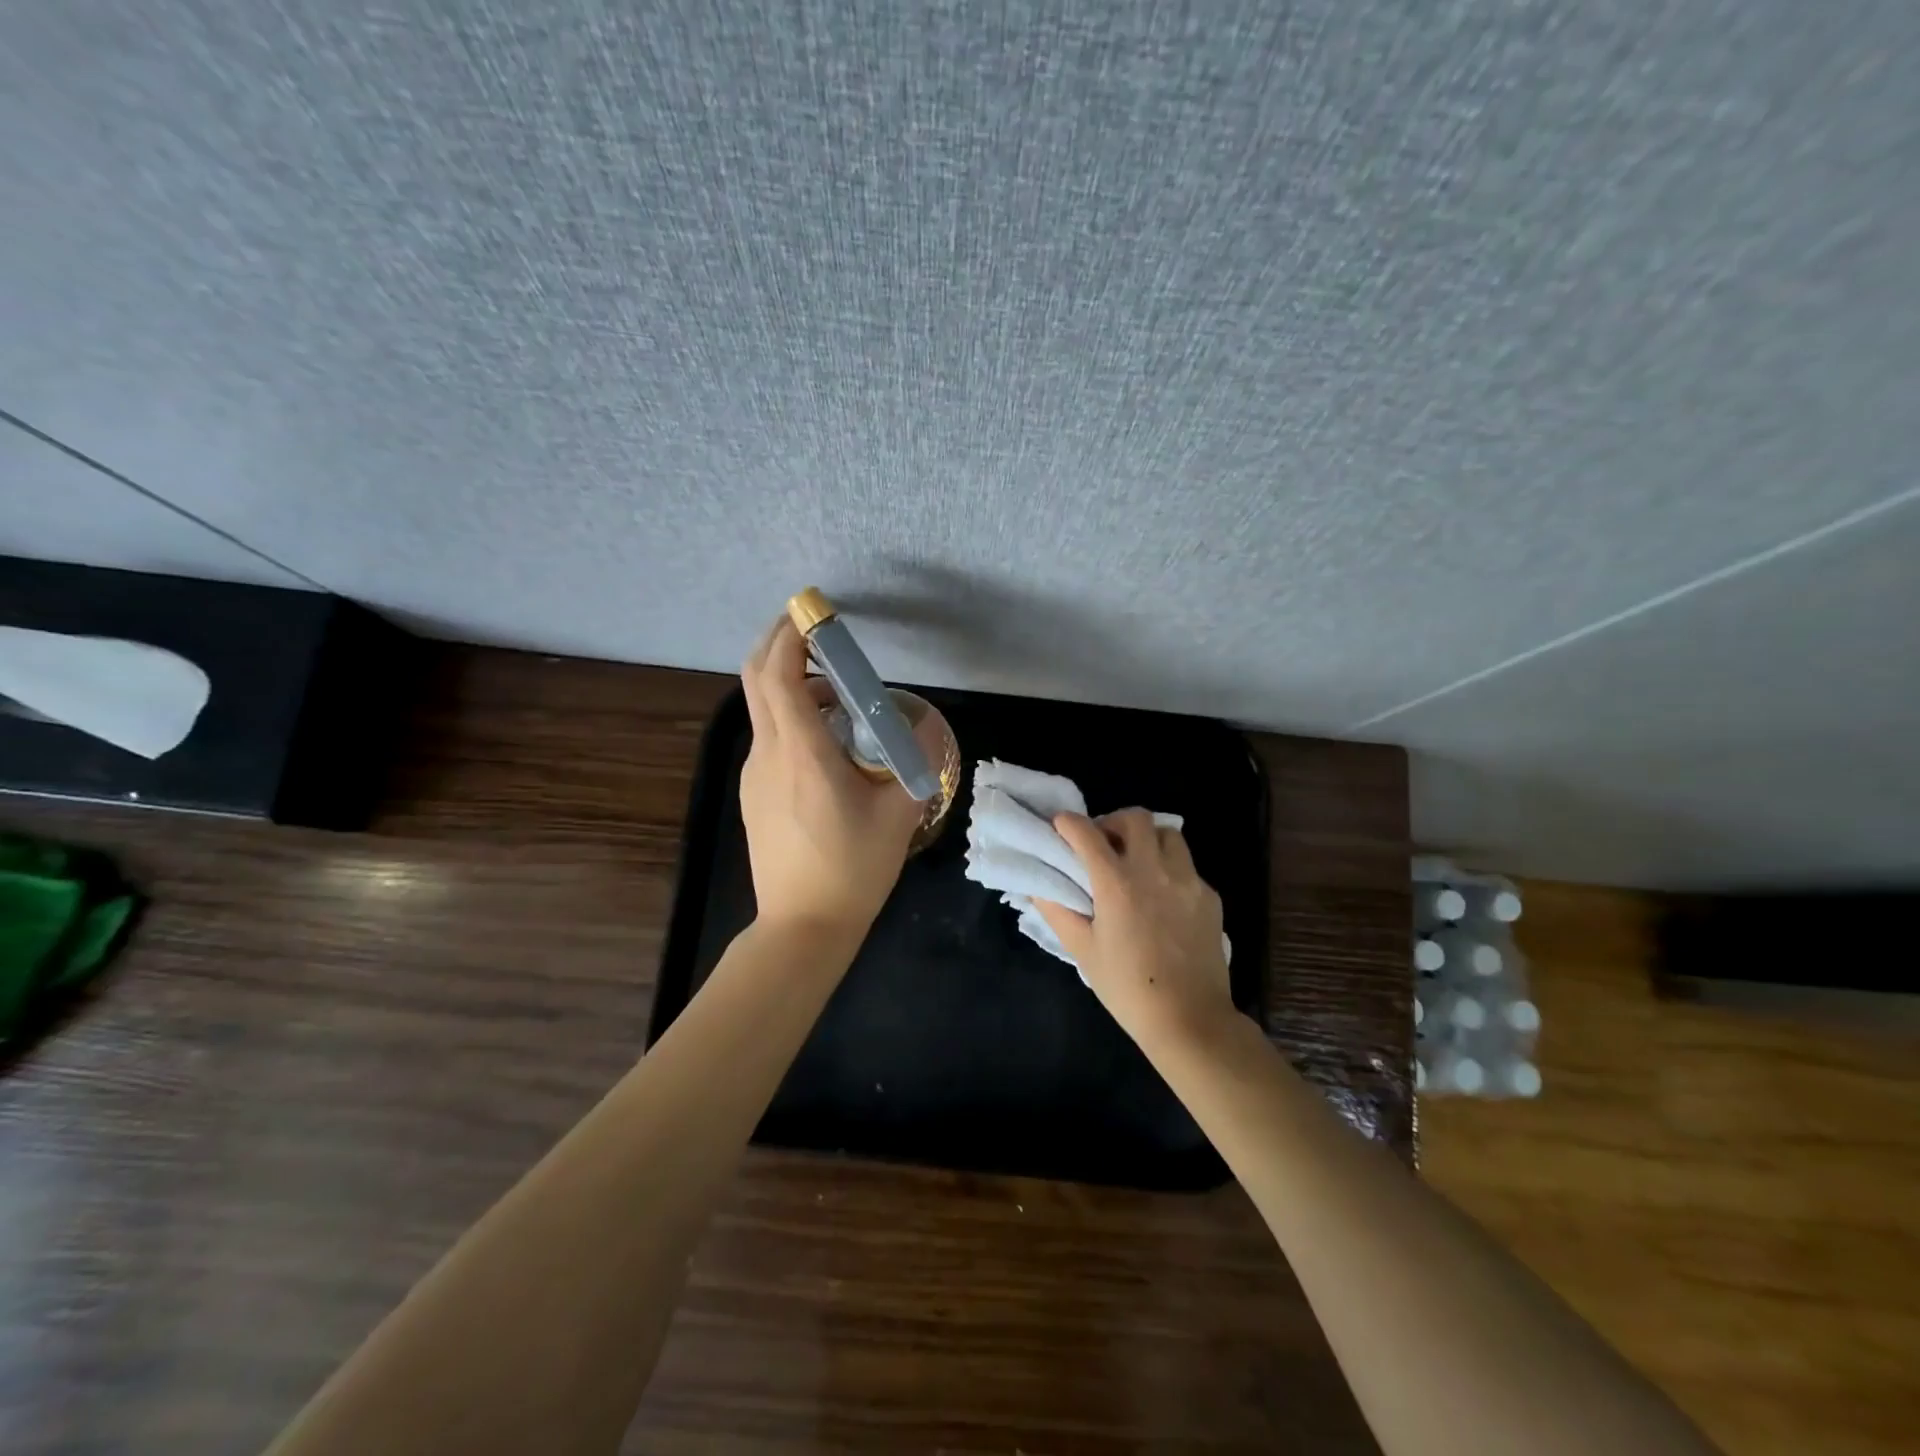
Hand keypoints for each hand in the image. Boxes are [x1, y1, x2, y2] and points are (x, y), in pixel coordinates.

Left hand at [738, 616, 928, 938]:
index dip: (790, 635)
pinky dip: (790, 716)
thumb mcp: (898, 814)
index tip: (813, 613)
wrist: (803, 926)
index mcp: (801, 752)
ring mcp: (754, 774)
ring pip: (762, 708)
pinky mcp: (754, 793)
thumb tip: (922, 725)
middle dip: (779, 644)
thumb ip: (914, 762)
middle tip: (816, 634)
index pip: (779, 674)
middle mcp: (768, 754)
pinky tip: (826, 742)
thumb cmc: (853, 869)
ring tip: (837, 694)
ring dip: (789, 683)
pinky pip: (768, 737)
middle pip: (756, 678)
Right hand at [1032, 810, 1235, 1047]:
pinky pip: (1187, 866)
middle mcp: (1154, 871)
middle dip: (1113, 821)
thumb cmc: (1127, 988)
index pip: (1087, 833)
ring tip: (1136, 863)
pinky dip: (1169, 868)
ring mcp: (1188, 881)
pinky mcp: (1209, 896)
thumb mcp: (1082, 950)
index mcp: (1117, 883)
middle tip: (1103, 844)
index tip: (1061, 826)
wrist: (1189, 1020)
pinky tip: (1161, 897)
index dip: (1068, 823)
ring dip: (1146, 839)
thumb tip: (1038, 885)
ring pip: (1168, 834)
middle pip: (1136, 817)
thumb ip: (1058, 910)